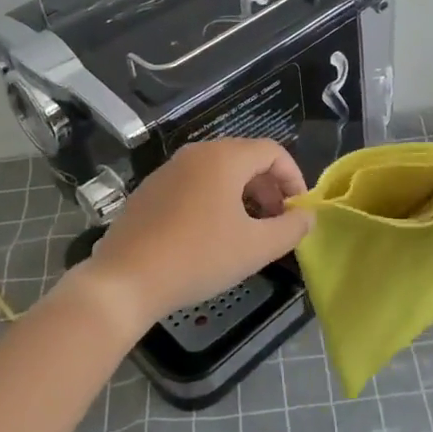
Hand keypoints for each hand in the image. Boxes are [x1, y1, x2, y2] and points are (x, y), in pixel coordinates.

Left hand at [66, 139, 312, 334]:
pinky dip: (214, 200)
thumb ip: (290, 229)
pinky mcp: (150, 189)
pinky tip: (210, 236)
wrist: (125, 280)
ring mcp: (169, 169)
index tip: (299, 211)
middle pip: (246, 158)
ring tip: (247, 232)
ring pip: (219, 172)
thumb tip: (307, 217)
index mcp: (224, 157)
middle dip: (269, 188)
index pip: (272, 151)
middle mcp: (196, 153)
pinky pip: (194, 184)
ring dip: (242, 195)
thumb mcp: (255, 248)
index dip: (293, 178)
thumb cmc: (199, 258)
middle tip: (276, 224)